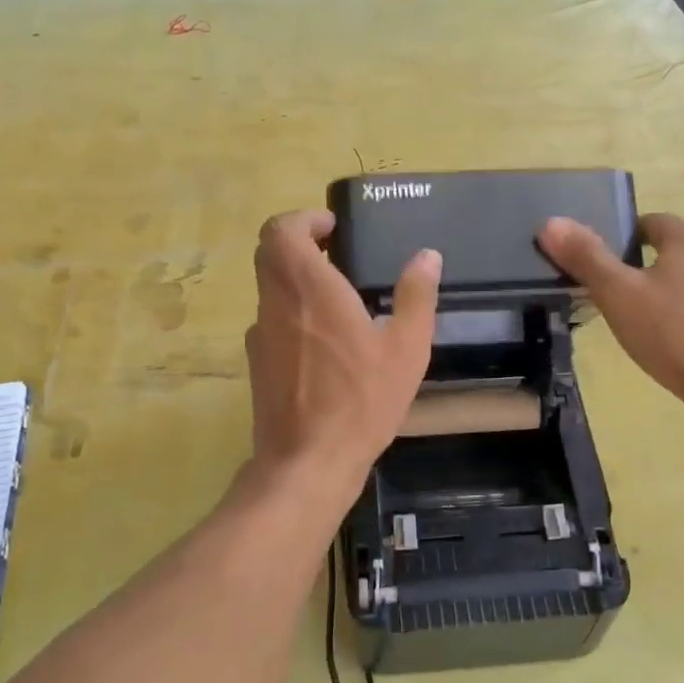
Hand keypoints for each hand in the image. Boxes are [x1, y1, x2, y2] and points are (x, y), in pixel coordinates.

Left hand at [244, 210, 441, 491]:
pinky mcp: (256, 364)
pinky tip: (325, 346)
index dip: (303, 220)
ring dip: (297, 282)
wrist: (308, 461)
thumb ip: (416, 297)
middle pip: (270, 254)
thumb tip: (427, 256)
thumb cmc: (362, 401)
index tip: (333, 231)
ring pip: (269, 289)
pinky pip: (271, 322)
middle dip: (300, 246)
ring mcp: (260, 335)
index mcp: (309, 288)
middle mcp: (275, 303)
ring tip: (339, 303)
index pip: (281, 230)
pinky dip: (292, 316)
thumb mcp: (406, 349)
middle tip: (338, 258)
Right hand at [539, 212, 683, 408]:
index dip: (623, 240)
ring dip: (670, 291)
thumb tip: (550, 222)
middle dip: (645, 267)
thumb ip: (586, 257)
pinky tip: (675, 341)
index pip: (649, 222)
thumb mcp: (618, 294)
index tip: (604, 265)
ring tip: (643, 321)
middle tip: (616, 296)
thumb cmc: (671, 331)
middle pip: (672, 251)